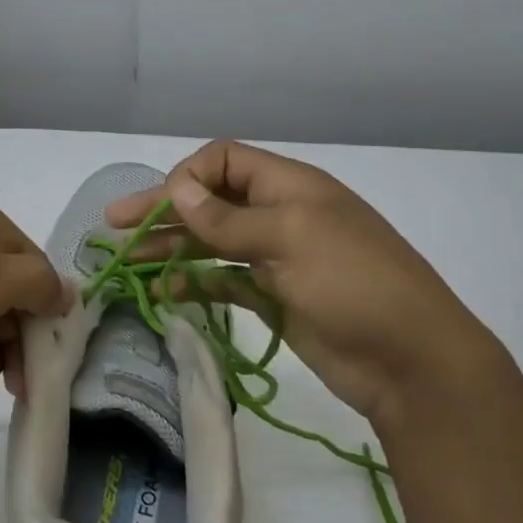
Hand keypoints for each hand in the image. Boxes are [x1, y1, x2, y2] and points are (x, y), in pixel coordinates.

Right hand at [106, 141, 503, 433]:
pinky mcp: (274, 298)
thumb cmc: (355, 284)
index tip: (156, 208)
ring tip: (126, 264)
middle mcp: (279, 215)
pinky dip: (194, 284)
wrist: (410, 360)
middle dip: (162, 213)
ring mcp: (276, 259)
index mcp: (289, 187)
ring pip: (211, 244)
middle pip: (210, 203)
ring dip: (170, 250)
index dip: (186, 178)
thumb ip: (229, 218)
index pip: (223, 161)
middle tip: (113, 229)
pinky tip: (163, 293)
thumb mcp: (291, 239)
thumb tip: (177, 189)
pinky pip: (224, 282)